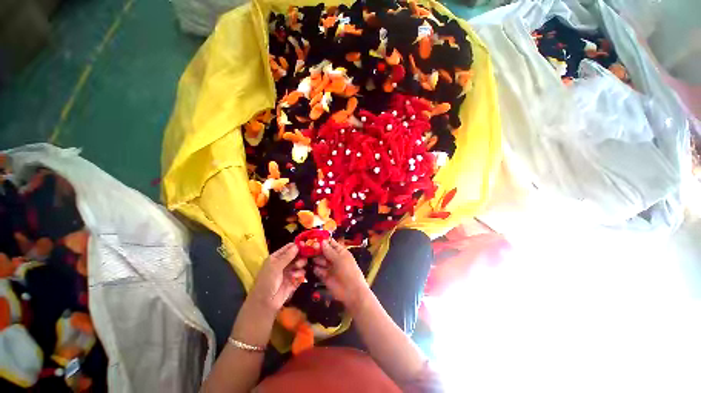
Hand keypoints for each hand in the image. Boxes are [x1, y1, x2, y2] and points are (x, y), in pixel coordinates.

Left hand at [247, 243, 305, 312]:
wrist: (265, 303)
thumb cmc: (267, 281)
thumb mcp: (275, 267)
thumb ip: (287, 256)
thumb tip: (297, 245)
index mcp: (277, 258)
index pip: (288, 248)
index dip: (297, 245)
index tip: (305, 244)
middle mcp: (284, 263)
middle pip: (297, 255)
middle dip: (301, 256)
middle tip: (303, 257)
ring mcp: (290, 271)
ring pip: (300, 263)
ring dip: (301, 264)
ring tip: (298, 267)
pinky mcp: (294, 280)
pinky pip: (301, 273)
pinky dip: (300, 274)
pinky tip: (296, 277)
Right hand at [312, 239, 369, 310]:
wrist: (351, 292)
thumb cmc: (348, 271)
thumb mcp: (339, 259)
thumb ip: (329, 251)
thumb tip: (322, 241)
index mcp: (340, 252)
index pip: (331, 243)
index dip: (323, 240)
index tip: (313, 238)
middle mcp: (334, 258)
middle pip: (323, 251)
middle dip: (316, 250)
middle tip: (307, 248)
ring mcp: (329, 267)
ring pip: (319, 260)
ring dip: (314, 258)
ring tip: (306, 256)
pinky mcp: (324, 277)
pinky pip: (318, 270)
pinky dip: (314, 268)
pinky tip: (309, 266)